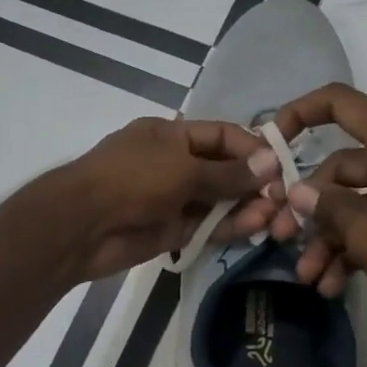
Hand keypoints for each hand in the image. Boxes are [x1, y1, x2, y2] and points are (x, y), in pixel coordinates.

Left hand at [58, 116, 279, 280]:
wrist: (82, 225)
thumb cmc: (131, 180)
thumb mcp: (182, 168)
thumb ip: (227, 172)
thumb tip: (270, 162)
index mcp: (170, 135)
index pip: (220, 135)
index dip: (251, 147)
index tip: (282, 163)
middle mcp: (173, 163)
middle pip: (222, 169)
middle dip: (252, 181)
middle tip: (285, 196)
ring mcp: (171, 198)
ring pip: (217, 200)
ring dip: (245, 206)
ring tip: (276, 215)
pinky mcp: (171, 231)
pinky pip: (206, 225)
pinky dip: (229, 226)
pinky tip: (256, 226)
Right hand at [266, 85, 366, 331]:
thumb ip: (328, 207)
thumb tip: (298, 193)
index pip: (340, 103)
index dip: (300, 112)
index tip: (270, 141)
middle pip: (339, 166)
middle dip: (307, 205)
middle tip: (280, 235)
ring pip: (353, 203)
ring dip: (326, 237)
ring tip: (306, 274)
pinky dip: (352, 249)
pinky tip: (331, 285)